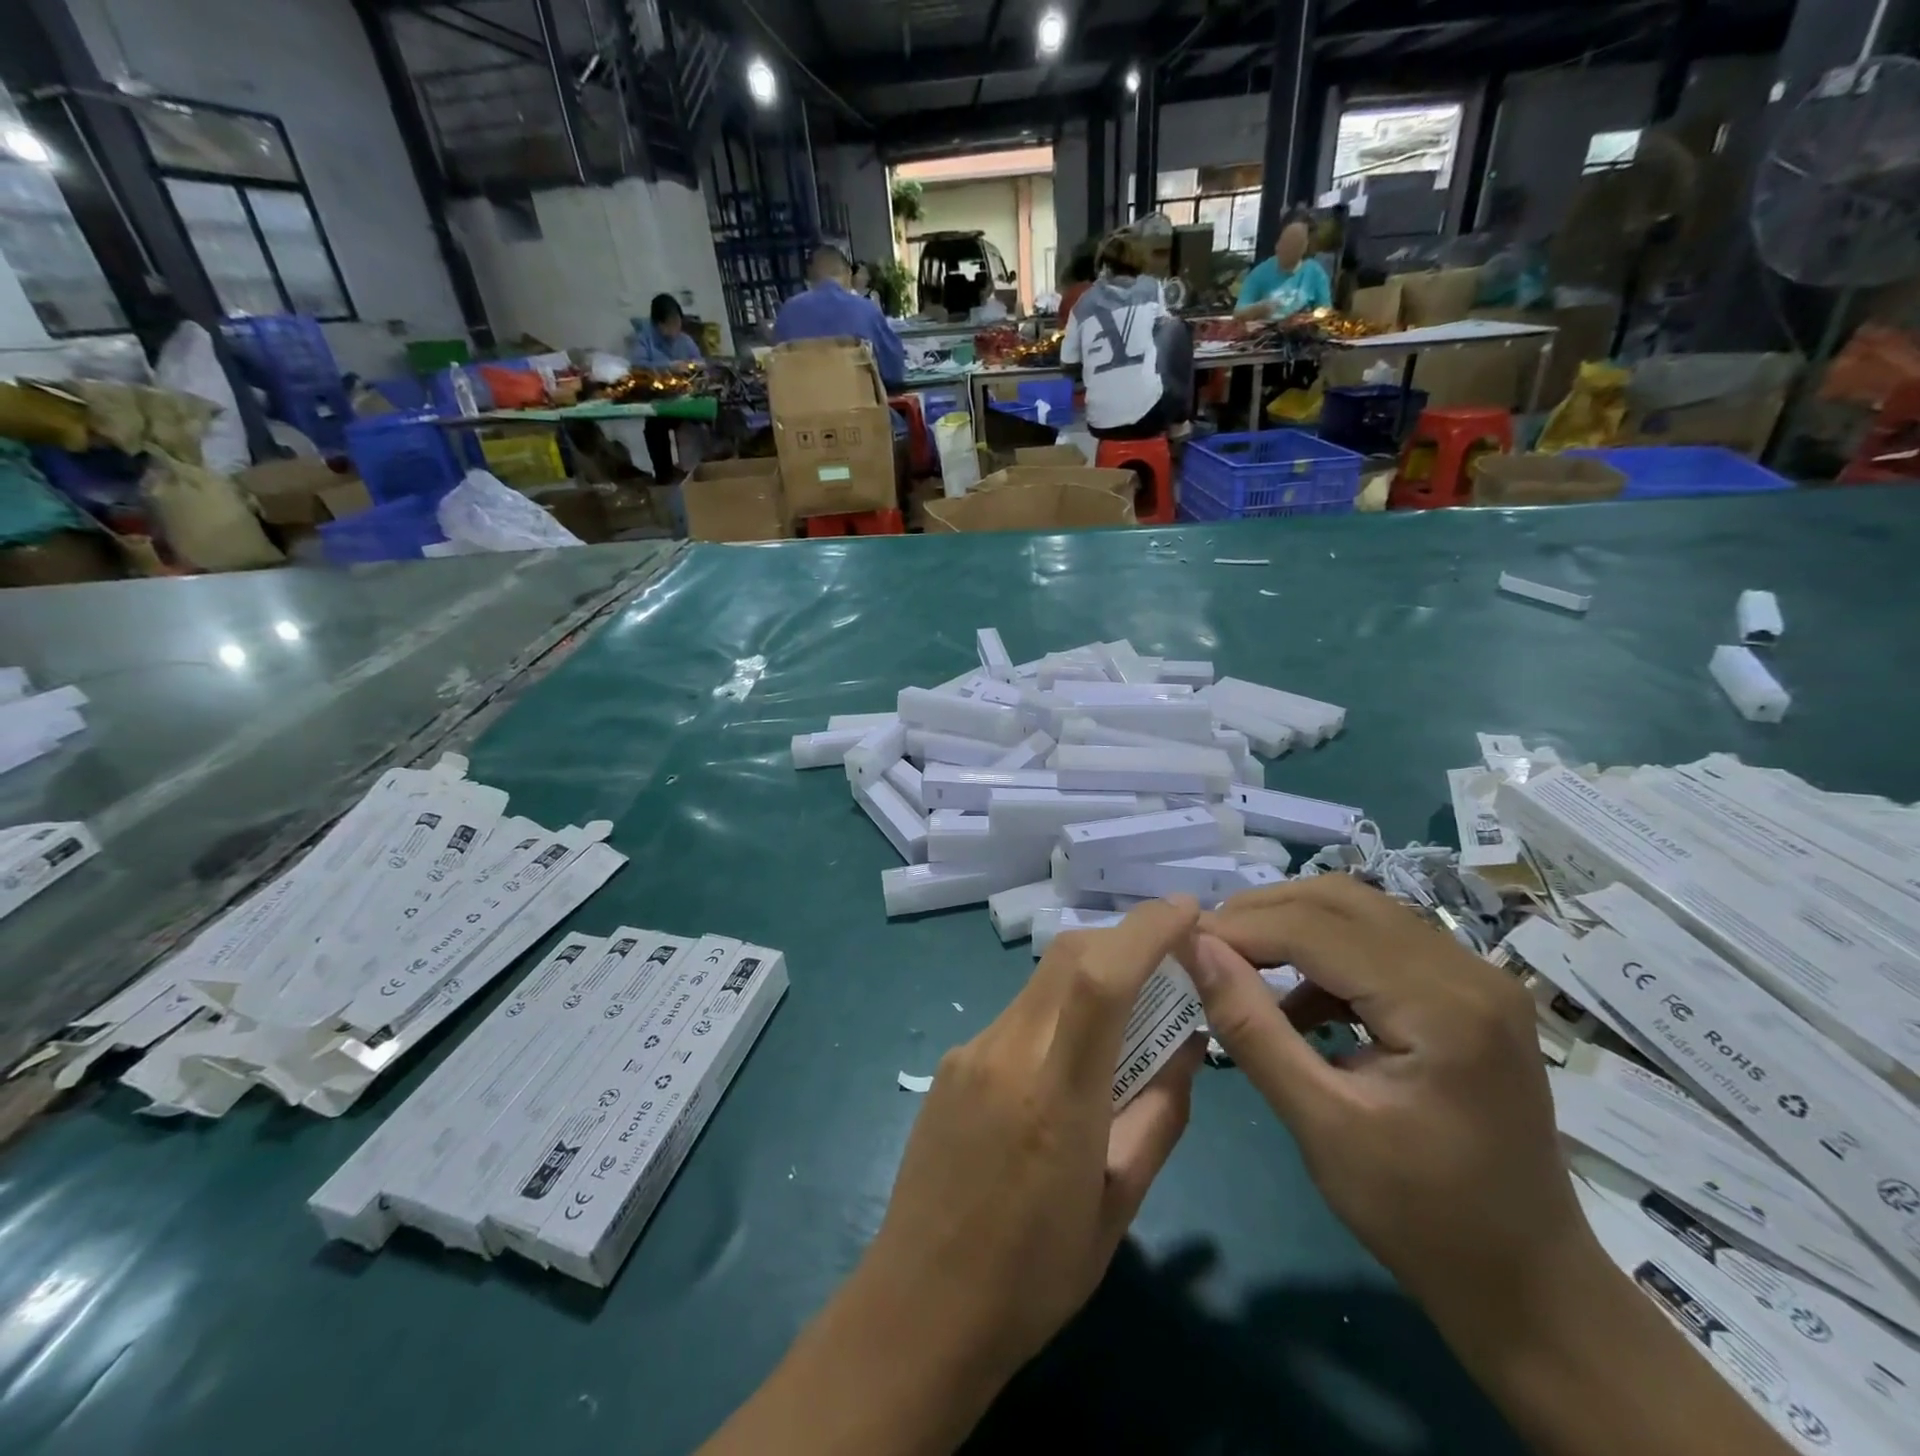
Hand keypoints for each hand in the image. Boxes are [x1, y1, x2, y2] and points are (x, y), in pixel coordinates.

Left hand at [702, 899, 1204, 1455]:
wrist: (920, 1307)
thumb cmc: (1034, 1274)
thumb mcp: (1119, 1205)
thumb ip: (1160, 1113)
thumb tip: (1188, 1043)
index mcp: (1055, 1094)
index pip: (1101, 978)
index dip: (1146, 930)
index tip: (1188, 910)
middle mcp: (1005, 1051)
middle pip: (1066, 957)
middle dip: (1122, 940)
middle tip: (1168, 961)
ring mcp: (969, 1051)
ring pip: (1042, 983)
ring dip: (1091, 978)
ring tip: (1127, 1019)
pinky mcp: (951, 1062)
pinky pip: (1017, 1015)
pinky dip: (1057, 1013)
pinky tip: (1068, 1064)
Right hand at [1183, 876, 1588, 1342]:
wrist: (1529, 1284)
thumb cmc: (1421, 1218)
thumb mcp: (1320, 1125)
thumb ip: (1251, 1027)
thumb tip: (1195, 949)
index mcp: (1443, 1007)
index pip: (1317, 929)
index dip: (1241, 928)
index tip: (1180, 942)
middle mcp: (1468, 971)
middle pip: (1341, 901)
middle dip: (1262, 914)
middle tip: (1205, 947)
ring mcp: (1476, 977)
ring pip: (1359, 911)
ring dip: (1290, 926)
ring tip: (1238, 964)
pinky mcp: (1468, 992)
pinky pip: (1380, 942)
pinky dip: (1324, 954)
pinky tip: (1296, 1002)